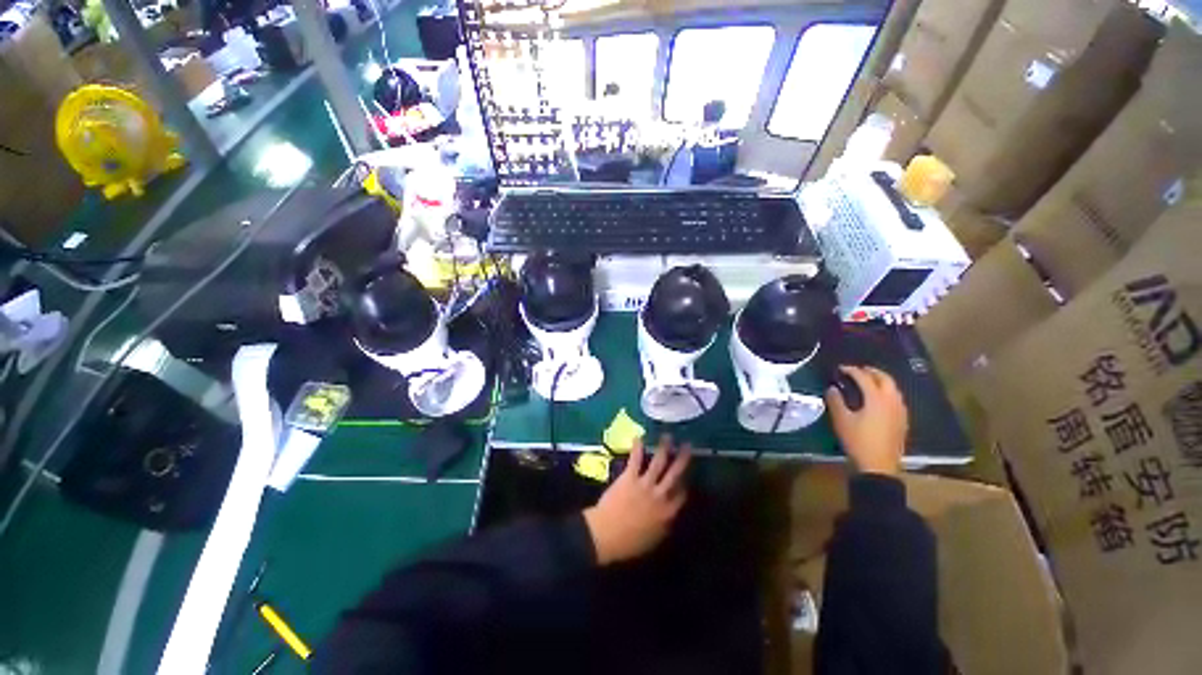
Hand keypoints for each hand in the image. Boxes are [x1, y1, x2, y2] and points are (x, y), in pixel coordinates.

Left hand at [583, 437, 690, 564]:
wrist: (606, 535)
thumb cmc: (629, 543)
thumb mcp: (654, 539)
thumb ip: (664, 525)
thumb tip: (669, 516)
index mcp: (667, 513)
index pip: (682, 494)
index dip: (685, 483)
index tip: (687, 474)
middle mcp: (660, 495)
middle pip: (675, 473)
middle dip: (682, 459)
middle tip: (687, 445)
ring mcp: (645, 484)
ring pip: (658, 462)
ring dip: (664, 448)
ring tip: (668, 436)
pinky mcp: (630, 477)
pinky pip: (635, 460)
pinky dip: (637, 448)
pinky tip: (639, 437)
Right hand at [826, 366, 908, 475]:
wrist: (879, 466)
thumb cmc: (858, 441)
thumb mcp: (842, 420)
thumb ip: (836, 401)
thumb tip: (832, 388)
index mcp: (876, 398)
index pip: (864, 377)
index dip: (852, 370)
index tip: (841, 368)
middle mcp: (892, 401)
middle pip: (885, 379)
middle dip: (872, 372)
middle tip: (858, 370)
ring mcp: (900, 411)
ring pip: (894, 389)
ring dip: (881, 381)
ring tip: (869, 382)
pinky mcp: (903, 421)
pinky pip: (897, 399)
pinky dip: (887, 392)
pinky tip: (880, 400)